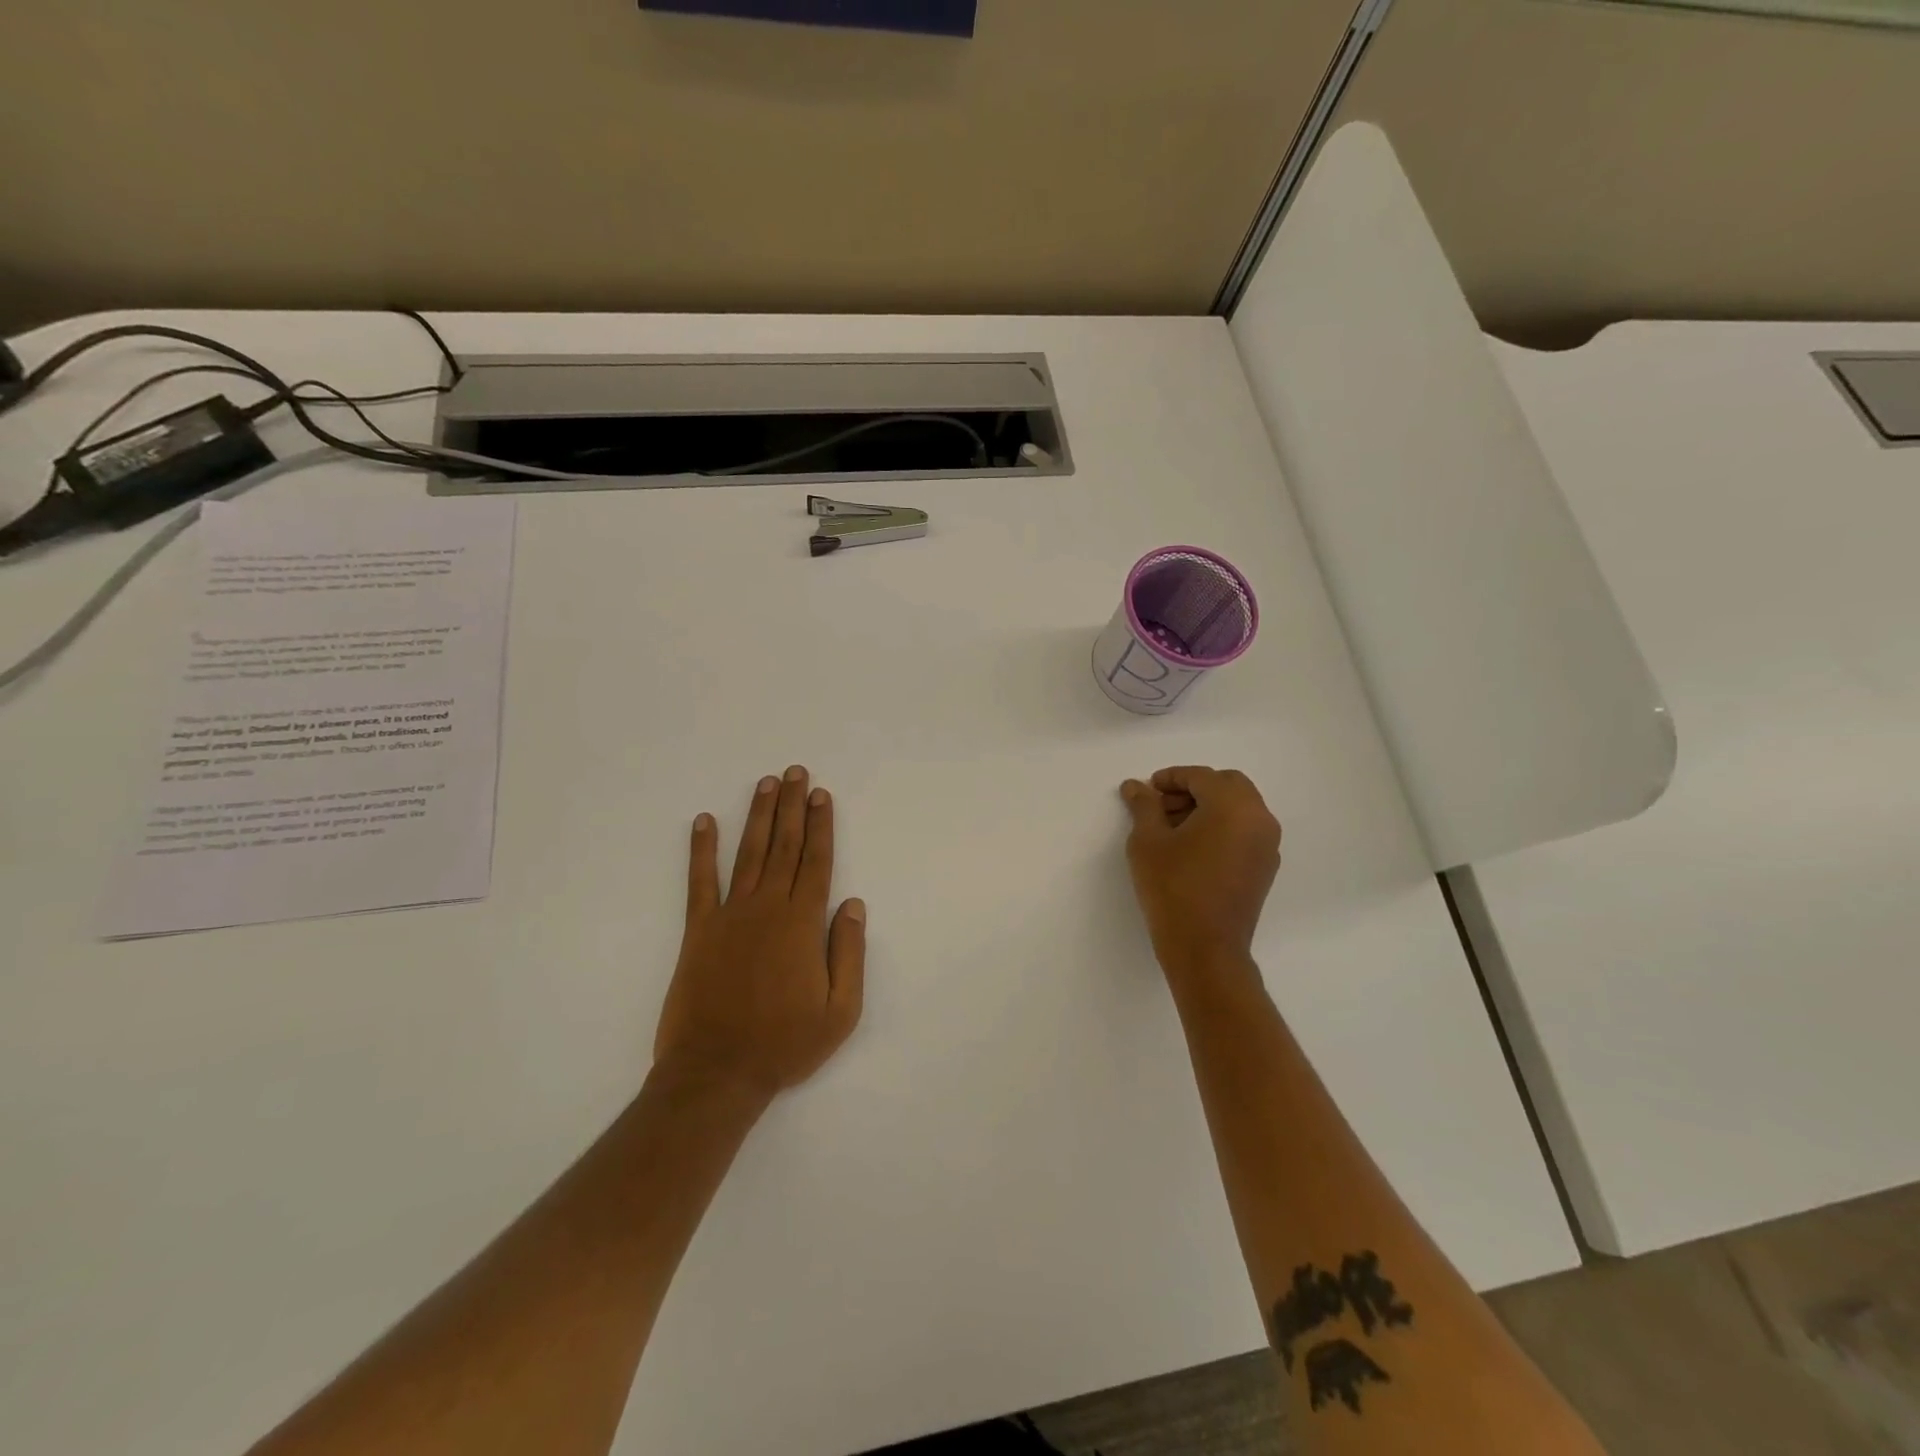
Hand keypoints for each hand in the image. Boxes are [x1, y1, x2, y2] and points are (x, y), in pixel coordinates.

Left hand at [654, 766, 866, 1100]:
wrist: (717, 1072)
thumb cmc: (785, 1044)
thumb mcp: (841, 1011)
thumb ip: (849, 953)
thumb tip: (853, 904)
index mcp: (802, 924)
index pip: (816, 862)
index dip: (821, 825)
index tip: (821, 795)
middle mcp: (767, 908)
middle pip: (785, 846)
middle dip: (792, 807)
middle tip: (796, 772)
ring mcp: (729, 916)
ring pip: (749, 853)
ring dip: (758, 816)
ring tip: (766, 784)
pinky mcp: (698, 930)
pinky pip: (700, 881)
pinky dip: (701, 849)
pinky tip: (704, 821)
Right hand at [1120, 766, 1282, 975]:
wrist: (1205, 949)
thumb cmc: (1173, 888)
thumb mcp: (1147, 842)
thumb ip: (1144, 806)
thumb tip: (1136, 786)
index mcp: (1233, 806)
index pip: (1201, 776)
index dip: (1171, 778)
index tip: (1147, 790)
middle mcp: (1259, 819)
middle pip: (1227, 785)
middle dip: (1193, 789)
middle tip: (1161, 806)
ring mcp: (1267, 845)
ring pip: (1239, 808)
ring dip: (1208, 807)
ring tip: (1172, 828)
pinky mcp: (1265, 868)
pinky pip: (1245, 831)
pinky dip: (1222, 827)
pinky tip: (1192, 847)